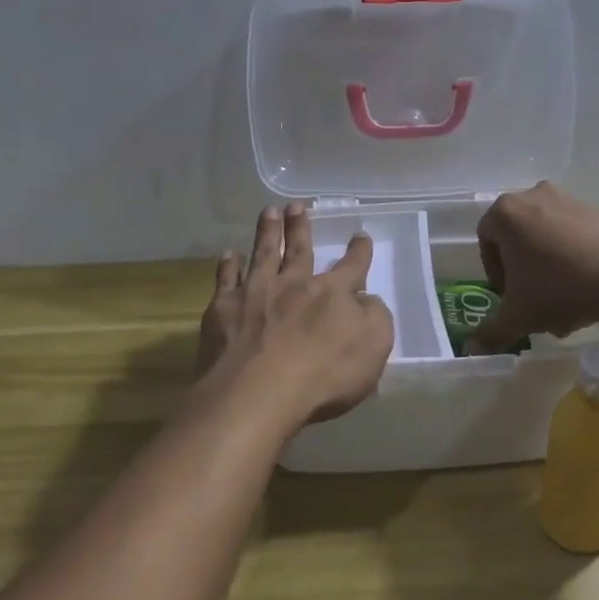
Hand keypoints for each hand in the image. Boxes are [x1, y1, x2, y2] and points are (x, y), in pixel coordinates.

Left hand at [196, 202, 394, 432]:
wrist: (257, 392)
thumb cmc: (323, 375)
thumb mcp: (373, 348)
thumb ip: (374, 318)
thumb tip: (366, 300)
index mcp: (332, 294)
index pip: (351, 267)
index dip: (358, 252)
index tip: (360, 236)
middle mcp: (294, 284)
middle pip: (299, 250)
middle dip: (301, 227)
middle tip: (297, 207)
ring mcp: (255, 293)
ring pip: (263, 254)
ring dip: (267, 231)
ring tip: (269, 212)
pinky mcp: (223, 309)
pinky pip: (225, 279)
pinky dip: (228, 265)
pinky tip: (229, 254)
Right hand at [470, 182, 598, 352]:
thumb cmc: (557, 288)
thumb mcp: (519, 316)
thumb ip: (491, 330)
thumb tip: (473, 347)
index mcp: (505, 213)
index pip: (486, 240)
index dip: (494, 273)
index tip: (509, 297)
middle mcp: (532, 196)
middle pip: (517, 238)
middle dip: (523, 271)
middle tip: (533, 300)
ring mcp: (566, 200)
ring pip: (546, 237)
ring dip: (548, 267)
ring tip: (563, 303)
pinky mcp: (596, 209)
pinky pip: (572, 234)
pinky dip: (572, 258)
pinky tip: (585, 289)